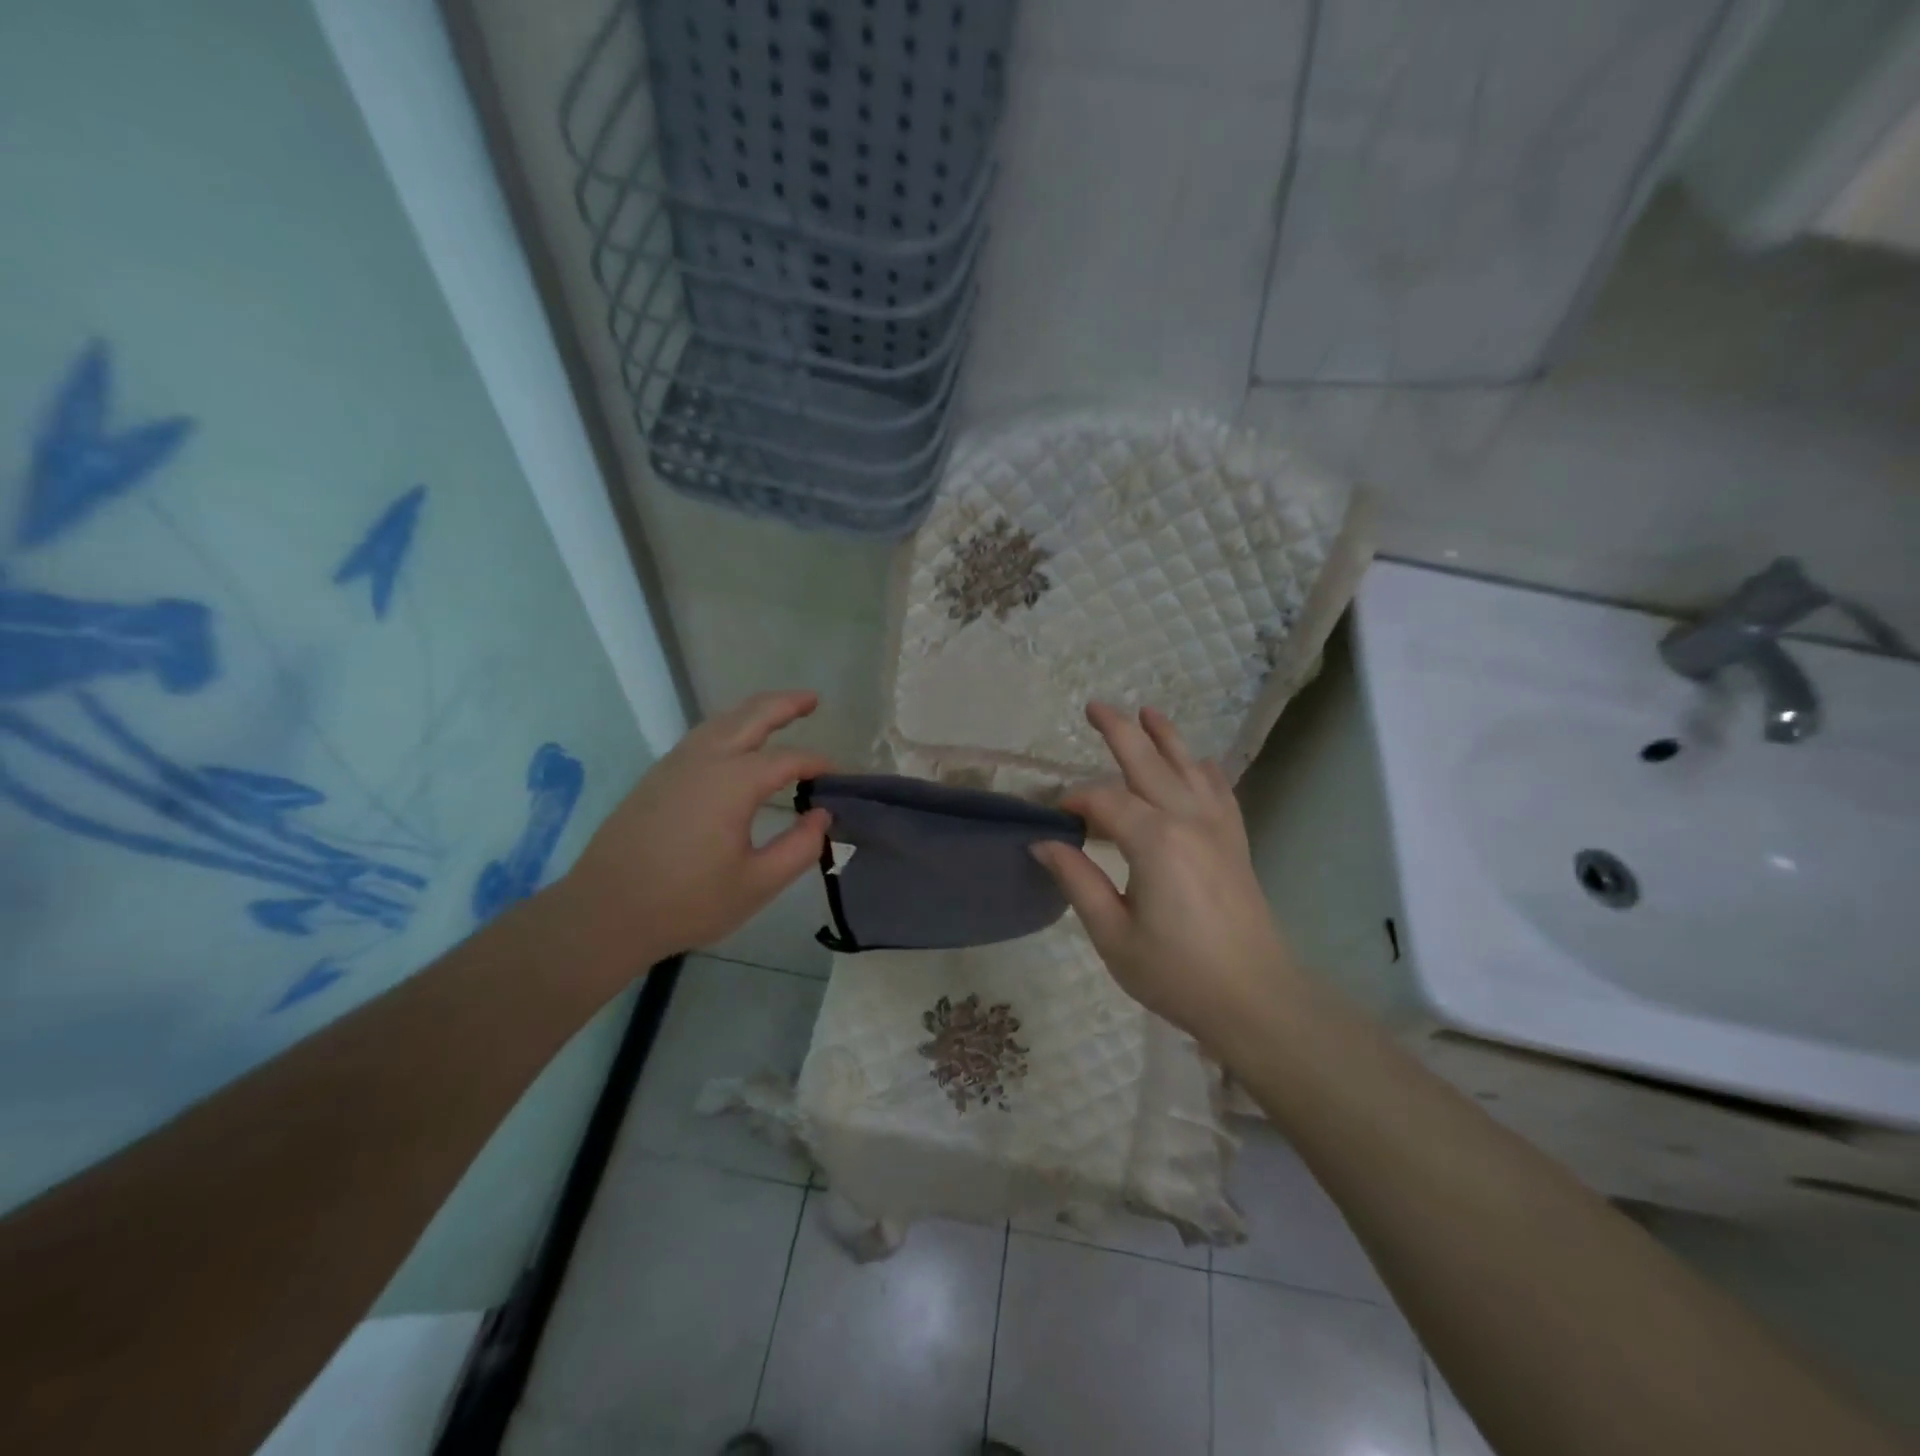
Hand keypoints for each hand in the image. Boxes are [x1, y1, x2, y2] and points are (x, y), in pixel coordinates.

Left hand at [562, 690, 832, 966]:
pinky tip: (735, 744)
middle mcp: (705, 760)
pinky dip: (728, 727)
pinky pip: (701, 736)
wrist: (605, 912)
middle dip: (785, 704)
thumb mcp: (756, 883)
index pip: (788, 760)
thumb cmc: (686, 902)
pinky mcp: (656, 777)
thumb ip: (799, 848)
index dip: (817, 764)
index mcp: (733, 782)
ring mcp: (675, 765)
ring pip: (721, 721)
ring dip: (753, 711)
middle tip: (813, 699)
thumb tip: (821, 815)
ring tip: (779, 712)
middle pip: (751, 716)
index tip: (839, 776)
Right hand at [1031, 703, 1303, 1050]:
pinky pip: (1220, 792)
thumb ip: (1077, 881)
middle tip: (1094, 706)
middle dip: (1119, 731)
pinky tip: (1199, 762)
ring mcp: (1218, 828)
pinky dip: (1206, 771)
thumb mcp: (1113, 934)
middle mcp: (1188, 820)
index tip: (1054, 818)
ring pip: (1189, 768)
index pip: (1104, 801)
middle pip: (1148, 763)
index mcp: (1154, 841)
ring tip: (1148, 711)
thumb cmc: (1176, 972)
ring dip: (1166, 738)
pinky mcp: (1235, 843)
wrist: (1254, 999)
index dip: (1075, 802)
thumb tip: (1044, 843)